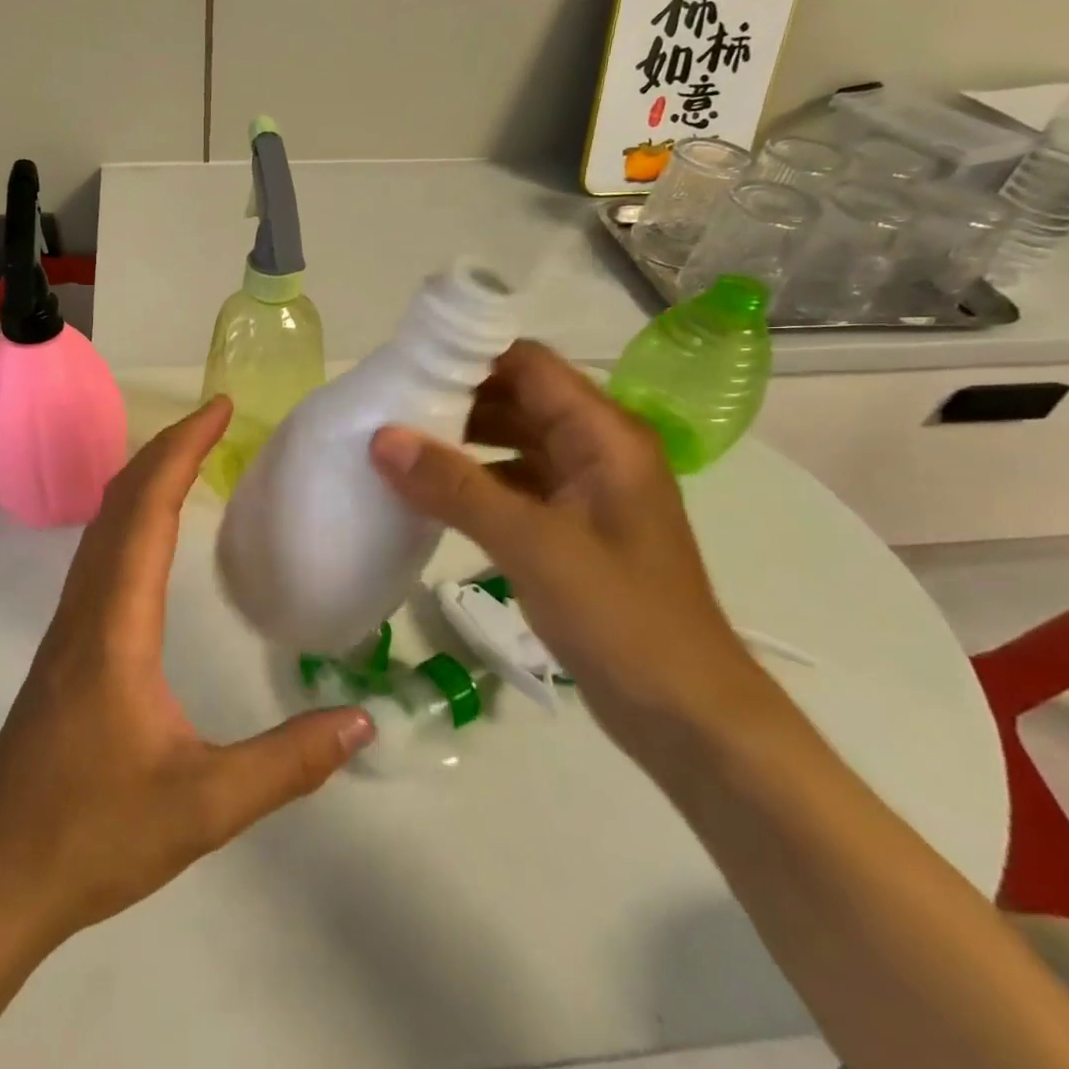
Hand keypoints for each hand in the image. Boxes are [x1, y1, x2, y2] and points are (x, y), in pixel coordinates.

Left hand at [0, 396, 374, 951]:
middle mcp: (86, 607)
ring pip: (103, 525)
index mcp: (116, 624)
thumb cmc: (92, 835)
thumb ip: (287, 762)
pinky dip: (131, 515)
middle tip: (217, 419)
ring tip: (191, 456)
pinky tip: (152, 533)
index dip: (183, 450)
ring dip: (145, 477)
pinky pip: (99, 554)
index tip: (220, 408)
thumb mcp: (204, 805)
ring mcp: (70, 626)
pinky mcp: (66, 648)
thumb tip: (362, 719)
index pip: (148, 510)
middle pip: (121, 500)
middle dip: (168, 447)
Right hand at [368, 340, 765, 743]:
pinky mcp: (572, 526)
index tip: (406, 366)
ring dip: (463, 439)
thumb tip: (382, 438)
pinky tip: (431, 494)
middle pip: (520, 397)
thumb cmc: (621, 617)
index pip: (530, 365)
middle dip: (457, 398)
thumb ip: (456, 487)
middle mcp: (598, 449)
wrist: (686, 713)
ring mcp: (586, 490)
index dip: (471, 356)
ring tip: (399, 444)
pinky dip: (475, 480)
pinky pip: (516, 482)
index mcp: (604, 435)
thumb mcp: (532, 545)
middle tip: (389, 406)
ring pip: (515, 440)